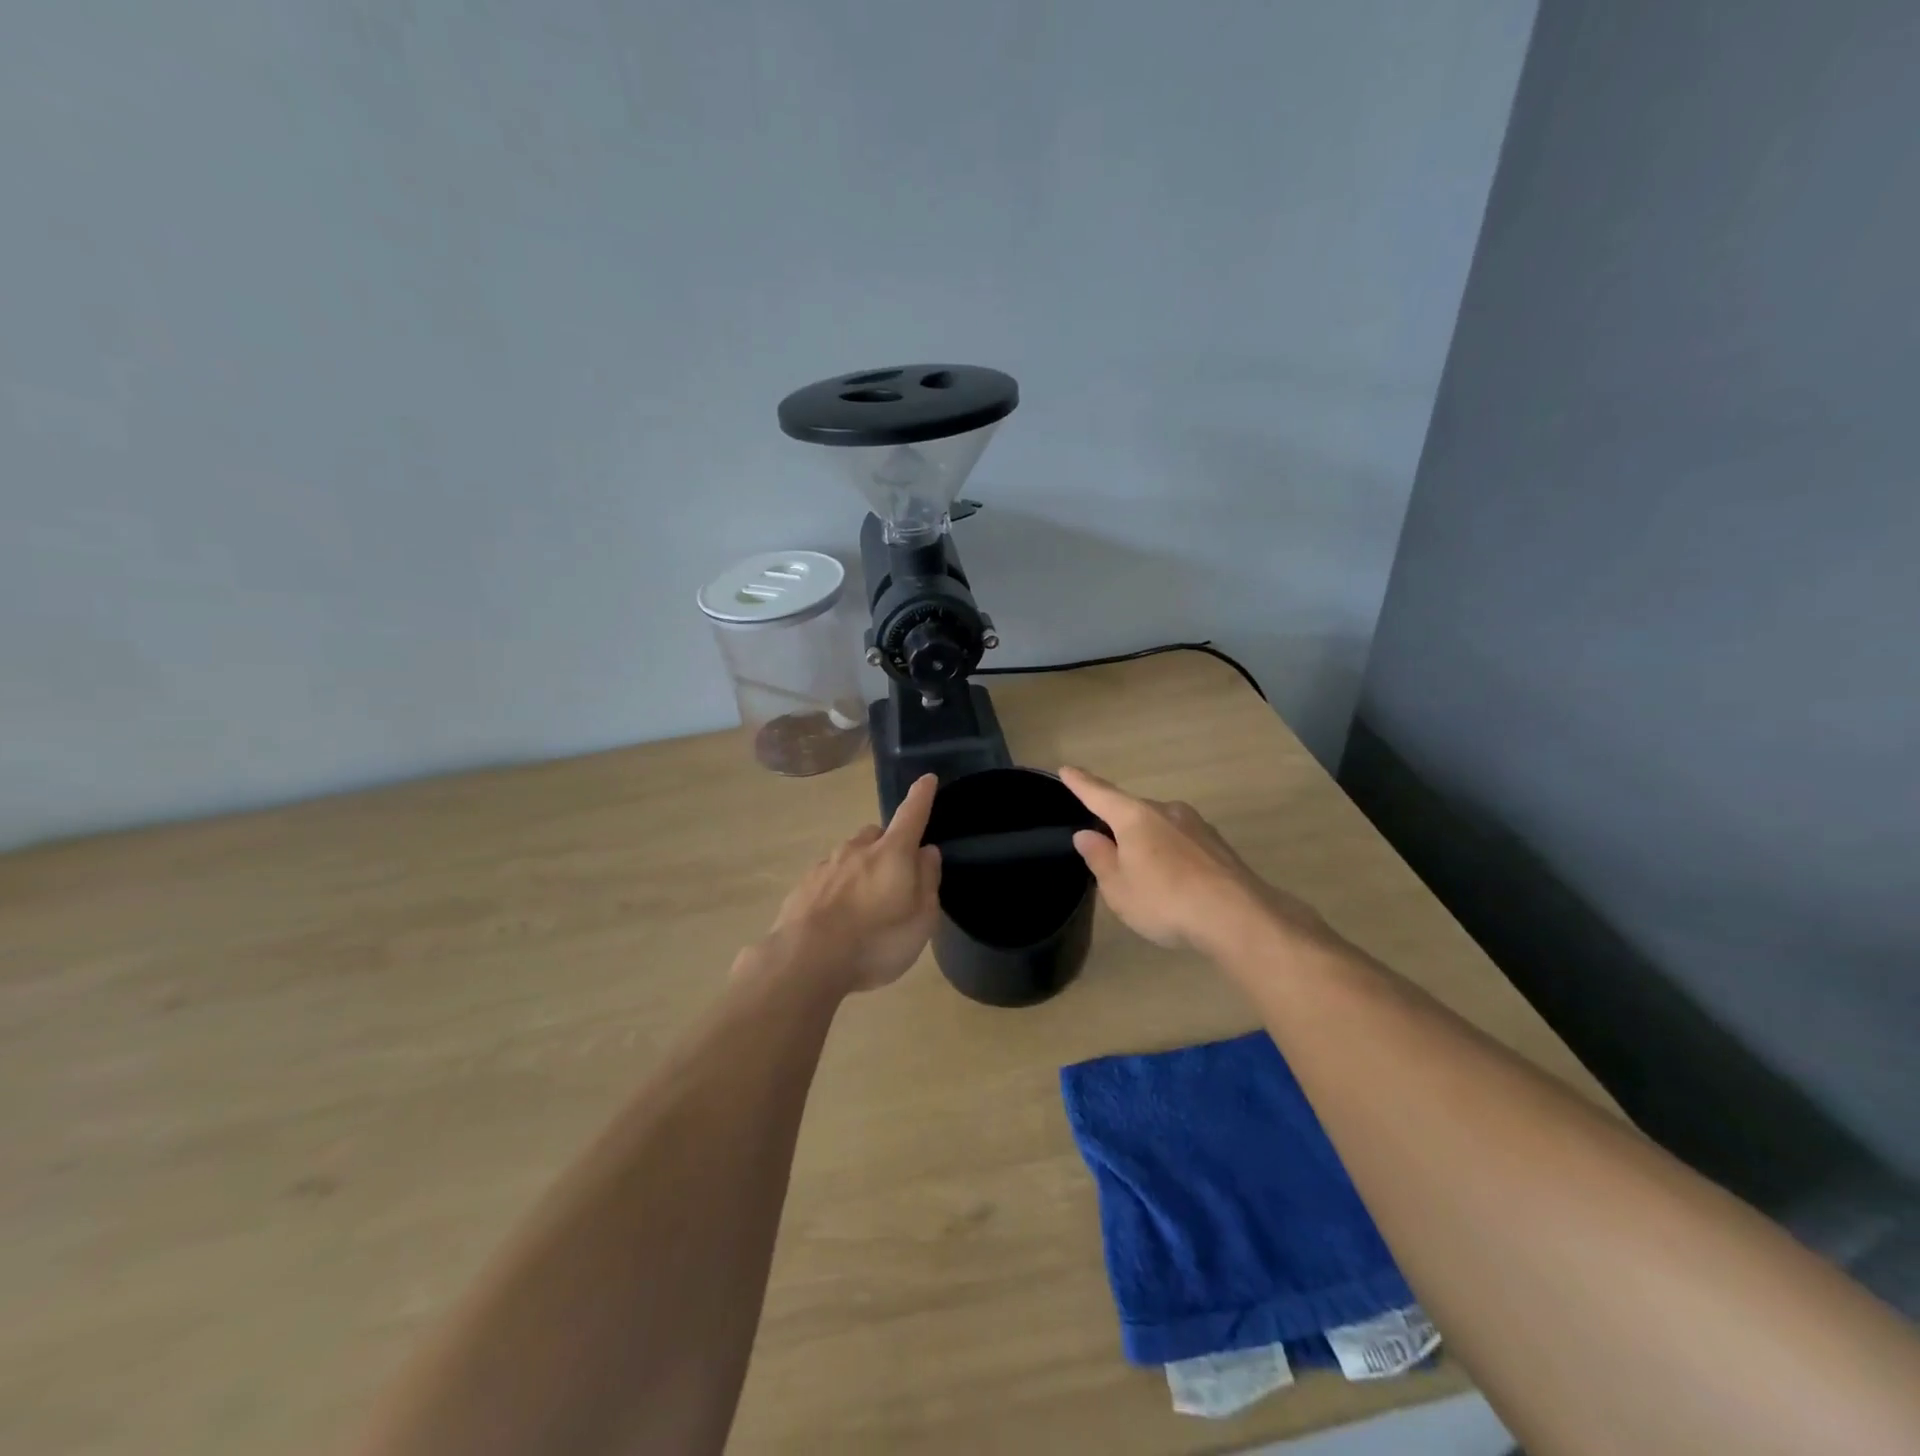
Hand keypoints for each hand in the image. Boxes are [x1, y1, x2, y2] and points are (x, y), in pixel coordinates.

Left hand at [762, 774, 942, 992]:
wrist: (806, 960)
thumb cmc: (876, 940)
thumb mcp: (921, 918)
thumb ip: (927, 881)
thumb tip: (927, 851)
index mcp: (892, 853)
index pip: (911, 814)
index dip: (921, 797)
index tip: (927, 779)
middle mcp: (857, 849)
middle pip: (876, 835)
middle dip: (887, 845)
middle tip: (894, 876)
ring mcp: (826, 866)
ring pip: (849, 856)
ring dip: (860, 869)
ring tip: (864, 904)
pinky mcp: (803, 887)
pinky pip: (828, 878)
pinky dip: (837, 889)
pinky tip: (836, 918)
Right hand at [1059, 766, 1330, 957]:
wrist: (1238, 916)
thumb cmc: (1165, 900)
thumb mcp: (1119, 888)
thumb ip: (1100, 858)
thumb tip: (1086, 834)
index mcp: (1134, 817)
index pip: (1100, 794)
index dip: (1081, 784)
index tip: (1066, 769)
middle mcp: (1166, 811)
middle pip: (1132, 811)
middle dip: (1119, 825)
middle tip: (1108, 851)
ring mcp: (1197, 825)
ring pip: (1161, 827)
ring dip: (1148, 843)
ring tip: (1145, 875)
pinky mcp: (1218, 845)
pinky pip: (1183, 843)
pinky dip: (1172, 855)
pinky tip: (1176, 882)